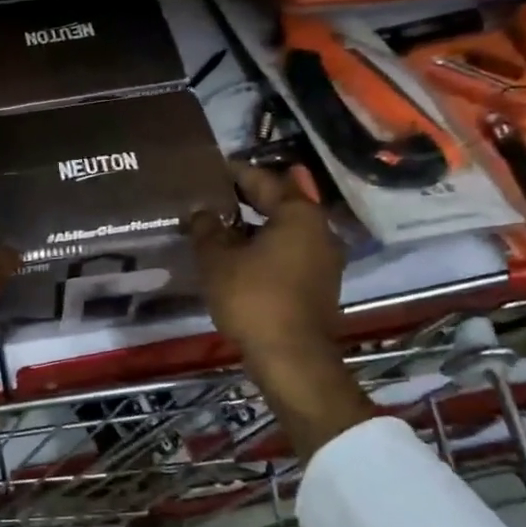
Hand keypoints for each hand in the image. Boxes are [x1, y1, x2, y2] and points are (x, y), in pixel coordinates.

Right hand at [189, 167, 373, 458]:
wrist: (291, 359)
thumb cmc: (253, 299)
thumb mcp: (218, 260)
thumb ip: (207, 229)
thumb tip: (201, 212)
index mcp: (298, 215)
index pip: (263, 180)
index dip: (234, 172)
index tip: (210, 168)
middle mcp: (319, 230)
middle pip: (278, 203)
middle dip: (245, 198)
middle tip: (211, 194)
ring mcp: (323, 259)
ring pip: (283, 229)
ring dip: (254, 225)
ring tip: (219, 225)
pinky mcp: (319, 284)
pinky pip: (288, 251)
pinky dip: (264, 246)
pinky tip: (237, 255)